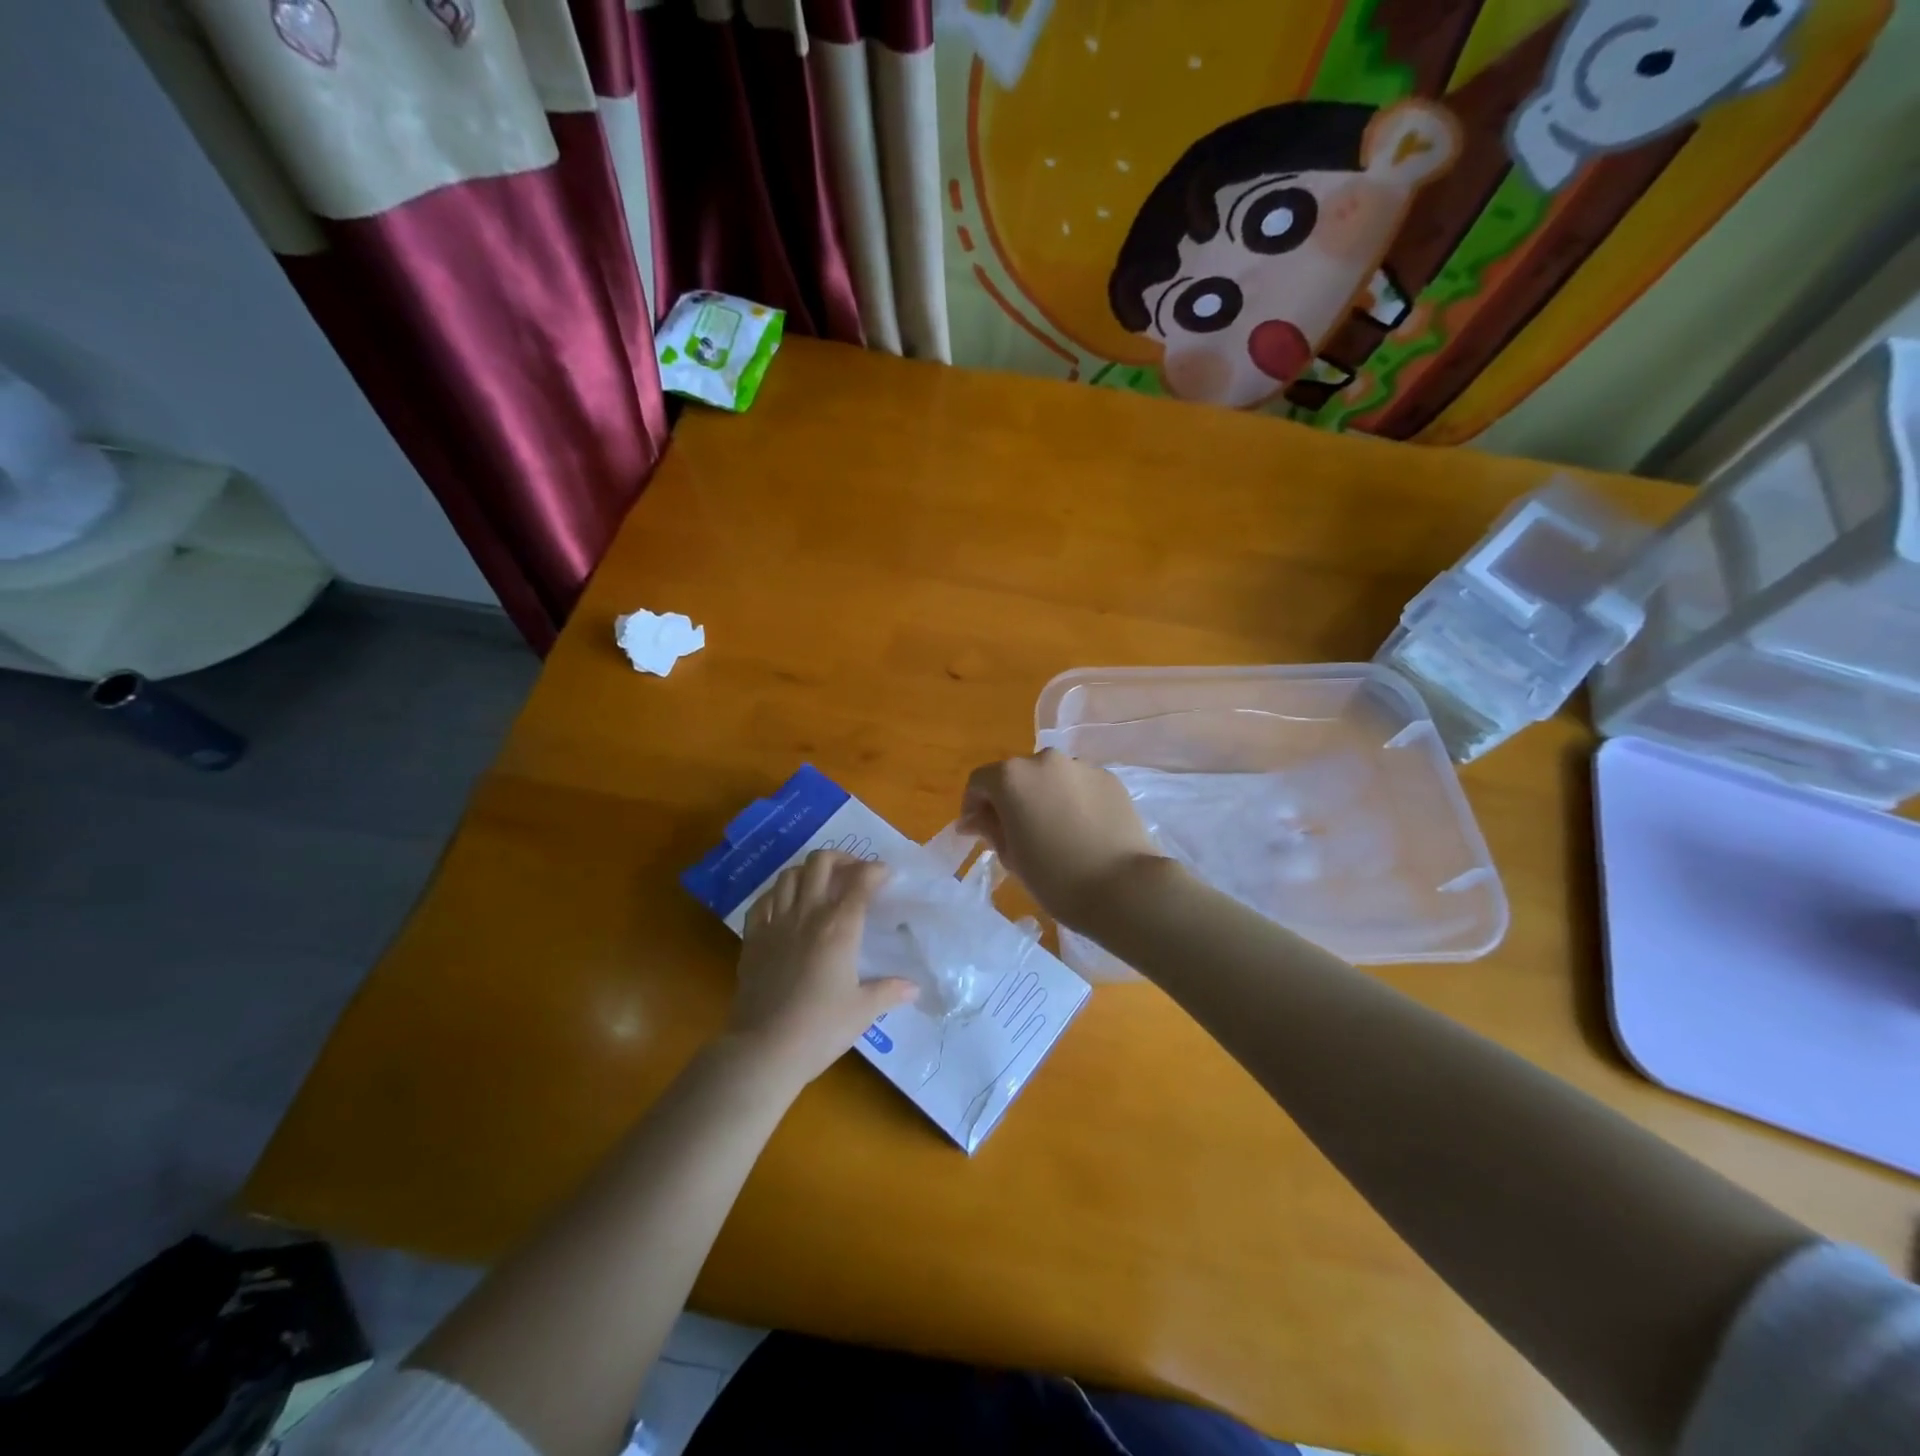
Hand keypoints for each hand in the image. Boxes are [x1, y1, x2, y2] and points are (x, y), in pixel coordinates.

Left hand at [731, 850, 917, 1087]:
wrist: (764, 1049)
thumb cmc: (820, 1029)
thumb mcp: (863, 1011)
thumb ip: (889, 991)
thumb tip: (914, 987)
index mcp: (839, 927)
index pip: (860, 881)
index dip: (875, 870)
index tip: (885, 875)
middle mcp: (807, 915)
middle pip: (821, 863)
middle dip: (841, 858)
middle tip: (853, 873)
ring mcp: (775, 923)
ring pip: (789, 875)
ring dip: (808, 871)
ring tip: (820, 885)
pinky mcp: (752, 938)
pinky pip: (762, 901)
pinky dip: (777, 894)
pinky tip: (785, 905)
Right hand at [959, 750, 1166, 930]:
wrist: (1123, 887)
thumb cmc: (1055, 877)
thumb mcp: (1011, 857)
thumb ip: (990, 828)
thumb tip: (975, 819)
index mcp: (1012, 777)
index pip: (980, 782)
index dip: (973, 806)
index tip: (977, 832)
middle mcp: (1045, 760)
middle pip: (1017, 775)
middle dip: (1010, 799)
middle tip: (1015, 834)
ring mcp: (1081, 767)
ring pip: (1051, 778)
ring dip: (1044, 797)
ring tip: (1053, 832)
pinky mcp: (1110, 779)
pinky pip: (1079, 786)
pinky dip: (1072, 801)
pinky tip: (1081, 831)